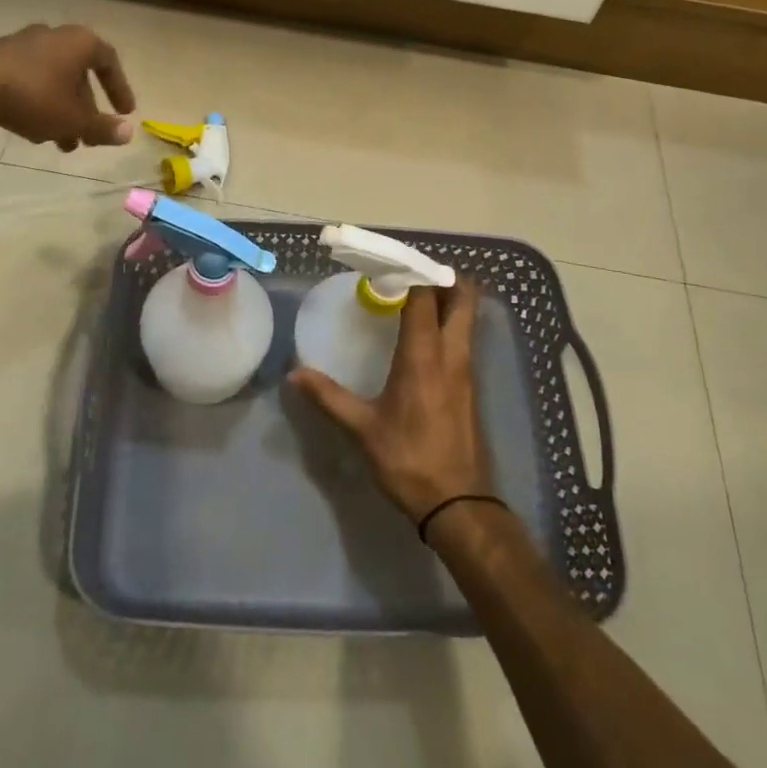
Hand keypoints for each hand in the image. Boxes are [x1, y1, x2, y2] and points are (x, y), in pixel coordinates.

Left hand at [0, 24, 136, 151]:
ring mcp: (22, 44)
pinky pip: (29, 80)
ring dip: (61, 111)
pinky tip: (31, 130)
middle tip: (88, 137)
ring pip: (53, 81)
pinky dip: (38, 103)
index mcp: (79, 42)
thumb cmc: (34, 97)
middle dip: (85, 109)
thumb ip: (102, 127)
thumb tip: (129, 133)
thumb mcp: (73, 119)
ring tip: (60, 142)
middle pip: (79, 75)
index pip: (109, 62)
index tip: (124, 112)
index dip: (120, 89)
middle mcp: (54, 36)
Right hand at [290, 280, 493, 523]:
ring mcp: (467, 370)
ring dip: (450, 299)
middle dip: (444, 278)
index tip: (389, 263)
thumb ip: (329, 397)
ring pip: (468, 319)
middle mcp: (452, 354)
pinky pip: (466, 339)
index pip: (424, 298)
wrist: (459, 504)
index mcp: (424, 356)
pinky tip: (426, 337)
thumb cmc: (409, 460)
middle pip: (463, 299)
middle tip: (412, 273)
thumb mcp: (363, 429)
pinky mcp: (472, 387)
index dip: (411, 274)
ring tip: (417, 296)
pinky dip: (451, 323)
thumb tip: (294, 375)